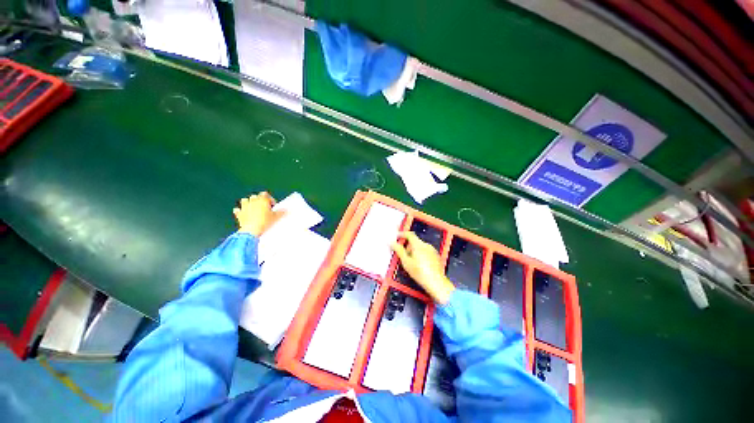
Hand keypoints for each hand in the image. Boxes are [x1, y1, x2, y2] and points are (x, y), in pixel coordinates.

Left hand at [233, 192, 284, 236]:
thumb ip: (281, 212)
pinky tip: (243, 214)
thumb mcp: (276, 217)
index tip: (272, 206)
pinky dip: (240, 211)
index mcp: (262, 200)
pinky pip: (237, 210)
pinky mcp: (239, 214)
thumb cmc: (265, 222)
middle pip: (255, 196)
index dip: (269, 199)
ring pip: (244, 200)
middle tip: (264, 207)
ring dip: (248, 203)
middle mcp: (252, 201)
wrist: (251, 230)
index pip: (265, 194)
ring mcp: (244, 207)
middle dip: (259, 200)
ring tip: (253, 209)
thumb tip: (286, 210)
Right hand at [392, 231, 454, 303]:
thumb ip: (398, 250)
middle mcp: (426, 245)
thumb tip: (392, 243)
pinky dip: (420, 255)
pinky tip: (418, 265)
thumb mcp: (406, 262)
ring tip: (410, 262)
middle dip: (407, 246)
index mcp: (418, 245)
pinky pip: (425, 252)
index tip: (397, 236)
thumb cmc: (421, 273)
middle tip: (402, 255)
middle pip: (414, 241)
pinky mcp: (435, 256)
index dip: (402, 234)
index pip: (409, 234)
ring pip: (420, 247)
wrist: (436, 282)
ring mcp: (432, 250)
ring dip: (413, 251)